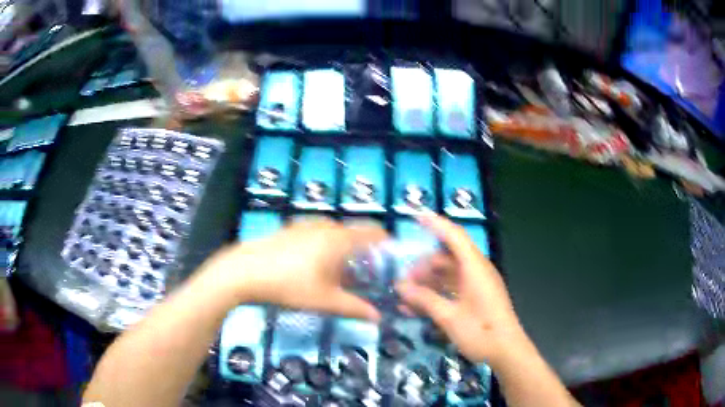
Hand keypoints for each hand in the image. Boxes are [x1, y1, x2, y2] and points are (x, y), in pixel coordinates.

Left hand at [204, 220, 386, 320]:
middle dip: (364, 252)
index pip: (374, 232)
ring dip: (343, 250)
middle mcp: (325, 226)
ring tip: (339, 274)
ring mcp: (305, 225)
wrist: (244, 271)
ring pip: (334, 234)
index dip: (387, 243)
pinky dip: (325, 246)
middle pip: (354, 234)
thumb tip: (378, 318)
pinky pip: (317, 234)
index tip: (392, 259)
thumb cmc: (289, 285)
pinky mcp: (289, 229)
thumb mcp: (325, 301)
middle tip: (365, 275)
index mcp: (340, 239)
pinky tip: (312, 267)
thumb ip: (355, 308)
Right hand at [396, 214, 525, 366]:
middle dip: (424, 266)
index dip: (436, 224)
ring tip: (406, 296)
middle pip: (447, 257)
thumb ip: (425, 300)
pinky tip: (417, 308)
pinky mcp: (475, 298)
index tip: (416, 216)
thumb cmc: (480, 331)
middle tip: (403, 280)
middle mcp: (476, 271)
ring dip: (427, 283)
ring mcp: (477, 285)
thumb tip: (400, 287)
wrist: (506, 351)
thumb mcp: (449, 317)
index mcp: (475, 267)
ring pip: (448, 275)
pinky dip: (436, 294)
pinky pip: (453, 289)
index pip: (455, 236)